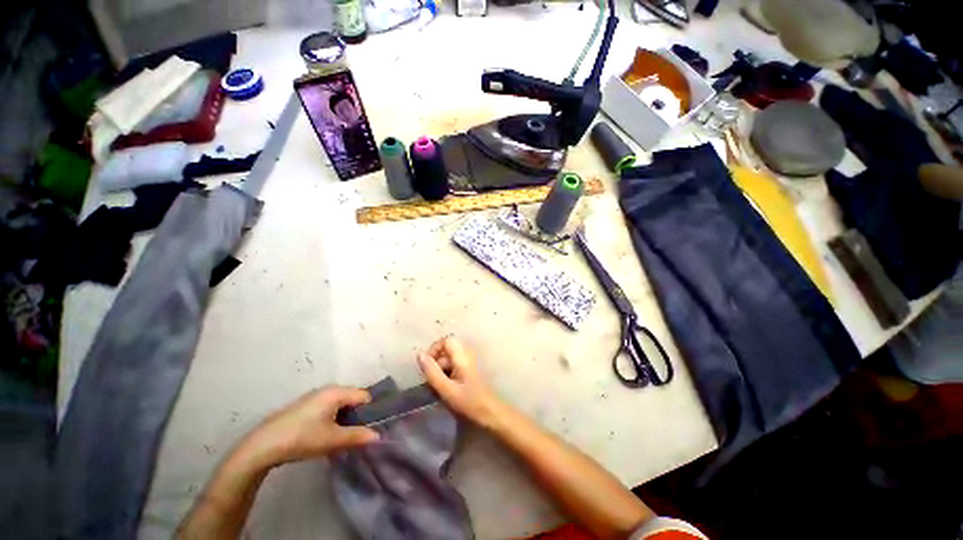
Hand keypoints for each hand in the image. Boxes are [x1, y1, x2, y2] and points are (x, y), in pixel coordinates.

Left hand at [243, 387, 378, 466]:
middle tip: (356, 435)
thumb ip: (357, 436)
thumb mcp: (332, 440)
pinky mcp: (305, 406)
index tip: (369, 428)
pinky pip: (328, 408)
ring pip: (340, 405)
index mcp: (337, 392)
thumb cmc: (302, 438)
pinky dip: (332, 419)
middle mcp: (327, 389)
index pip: (364, 396)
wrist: (262, 446)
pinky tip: (325, 435)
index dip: (369, 411)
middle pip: (352, 399)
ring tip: (341, 437)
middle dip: (357, 416)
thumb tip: (377, 436)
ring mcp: (314, 397)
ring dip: (344, 419)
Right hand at [418, 336, 504, 427]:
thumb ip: (432, 372)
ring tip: (438, 389)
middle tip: (431, 382)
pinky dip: (447, 375)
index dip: (434, 350)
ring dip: (440, 371)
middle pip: (446, 350)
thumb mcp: (446, 389)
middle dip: (436, 364)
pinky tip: (446, 390)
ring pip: (449, 360)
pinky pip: (454, 367)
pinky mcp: (469, 371)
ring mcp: (469, 362)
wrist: (491, 413)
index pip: (445, 340)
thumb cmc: (469, 401)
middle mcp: (466, 354)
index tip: (427, 367)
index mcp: (462, 355)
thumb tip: (419, 355)